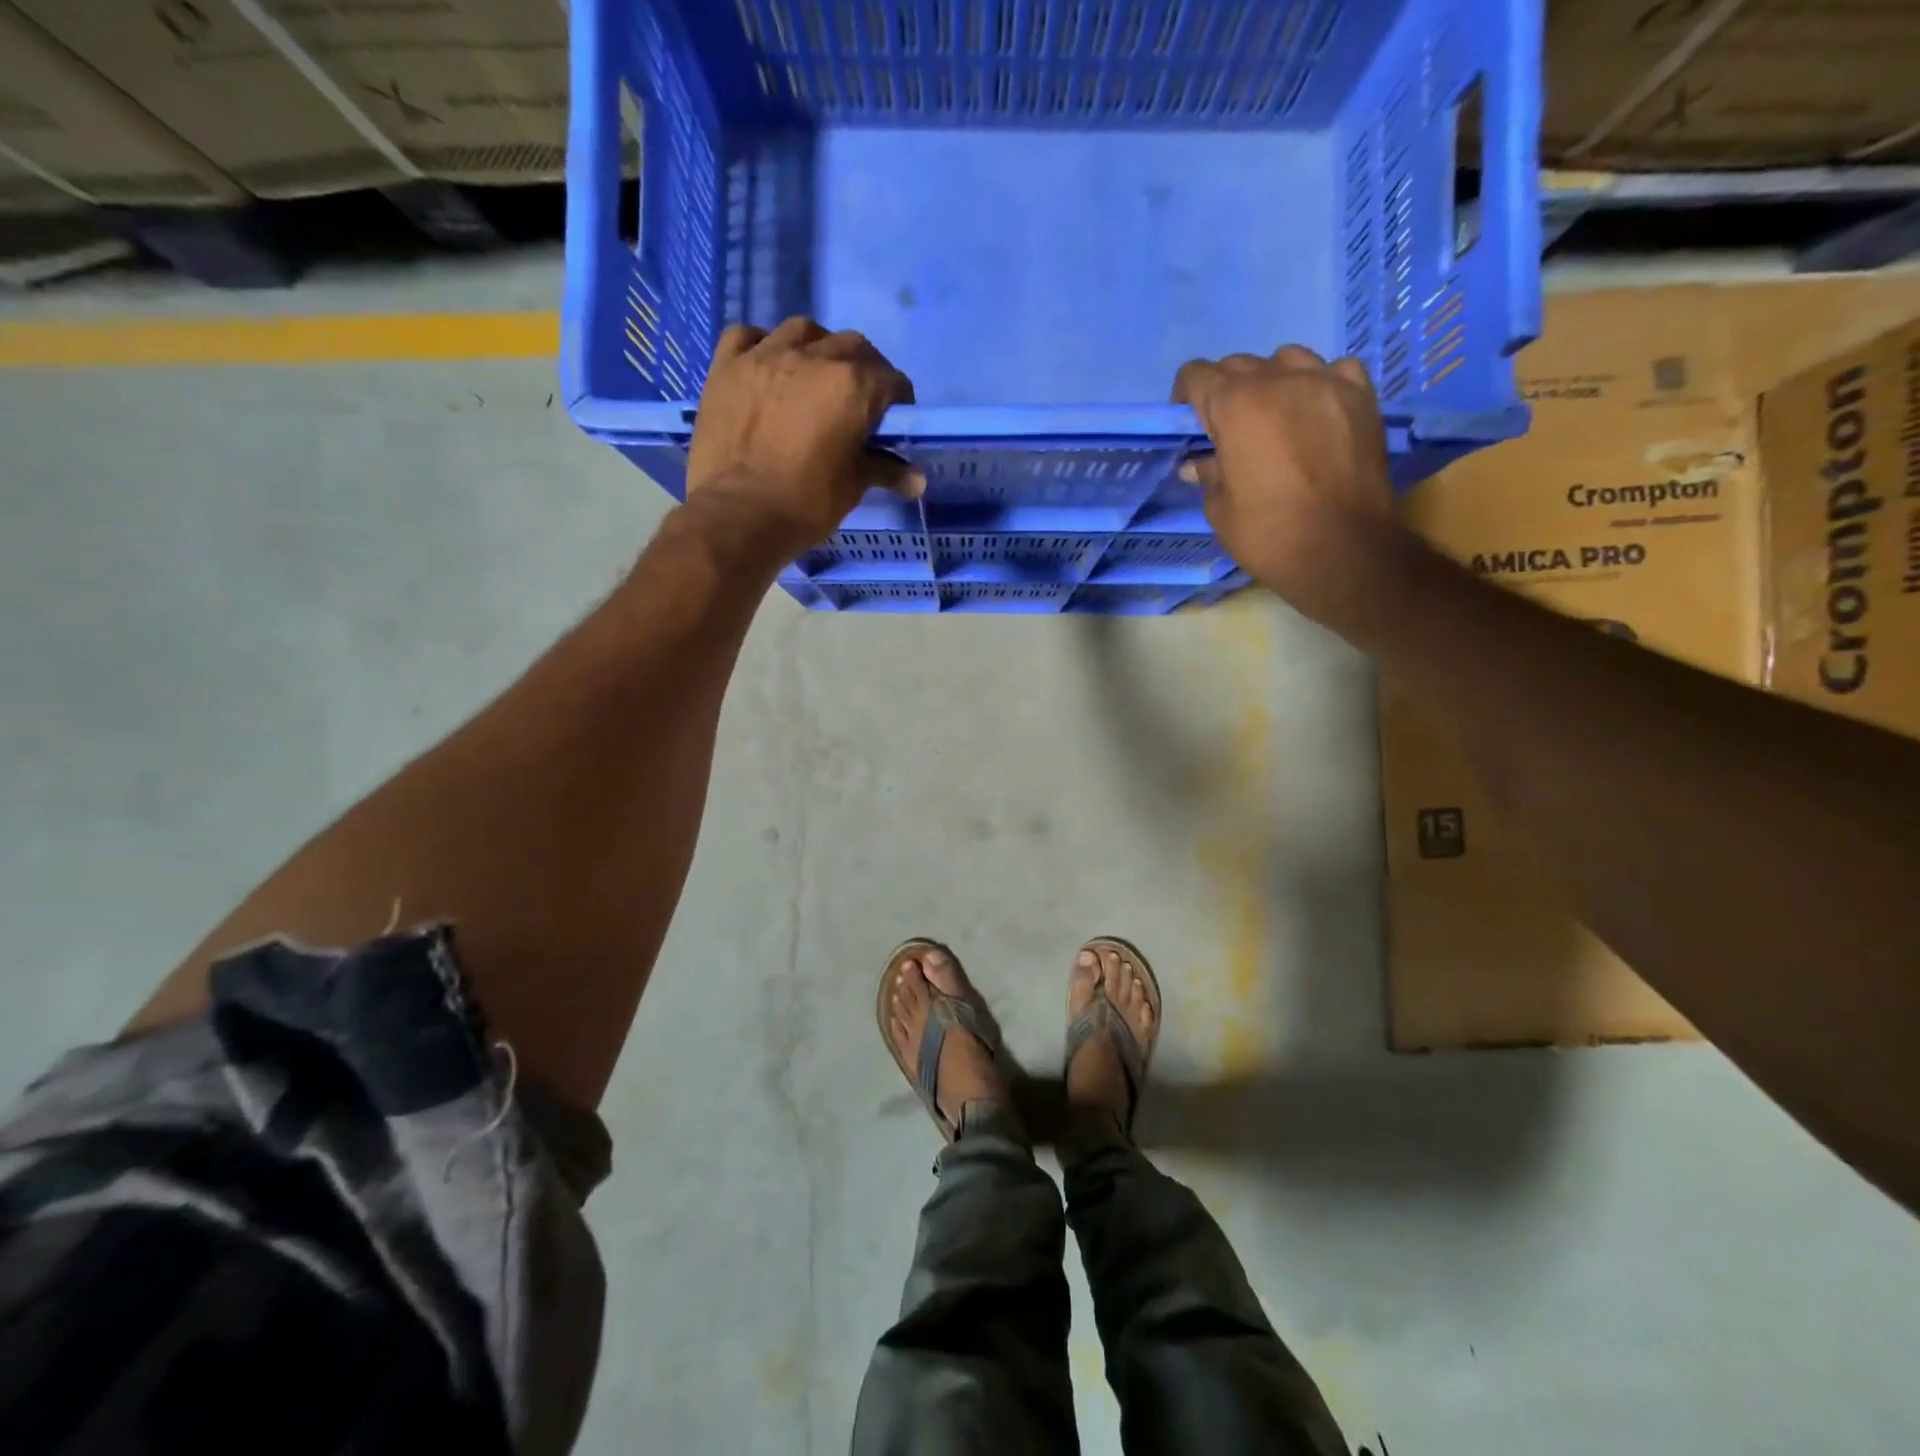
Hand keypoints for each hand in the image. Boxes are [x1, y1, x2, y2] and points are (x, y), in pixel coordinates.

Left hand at [685, 316, 919, 555]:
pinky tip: (768, 364)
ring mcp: (765, 356)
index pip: (890, 379)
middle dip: (864, 367)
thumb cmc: (806, 505)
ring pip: (803, 330)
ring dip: (818, 346)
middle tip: (859, 398)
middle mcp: (813, 358)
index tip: (894, 418)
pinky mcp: (727, 366)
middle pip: (851, 346)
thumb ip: (885, 470)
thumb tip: (918, 480)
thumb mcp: (853, 487)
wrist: (739, 516)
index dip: (898, 399)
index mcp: (852, 387)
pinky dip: (764, 344)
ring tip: (815, 372)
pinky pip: (749, 336)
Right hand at [1172, 345, 1396, 623]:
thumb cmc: (1268, 534)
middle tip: (1227, 428)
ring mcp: (1326, 381)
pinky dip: (1319, 384)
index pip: (1197, 376)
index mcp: (1235, 405)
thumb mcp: (1220, 509)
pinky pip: (1334, 370)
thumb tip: (1198, 464)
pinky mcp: (1361, 396)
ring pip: (1287, 359)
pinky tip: (1316, 412)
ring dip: (1272, 380)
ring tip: (1274, 415)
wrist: (1342, 550)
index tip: (1189, 422)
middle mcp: (1279, 379)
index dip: (1186, 396)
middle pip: (1240, 365)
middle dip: (1226, 391)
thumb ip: (1209, 474)